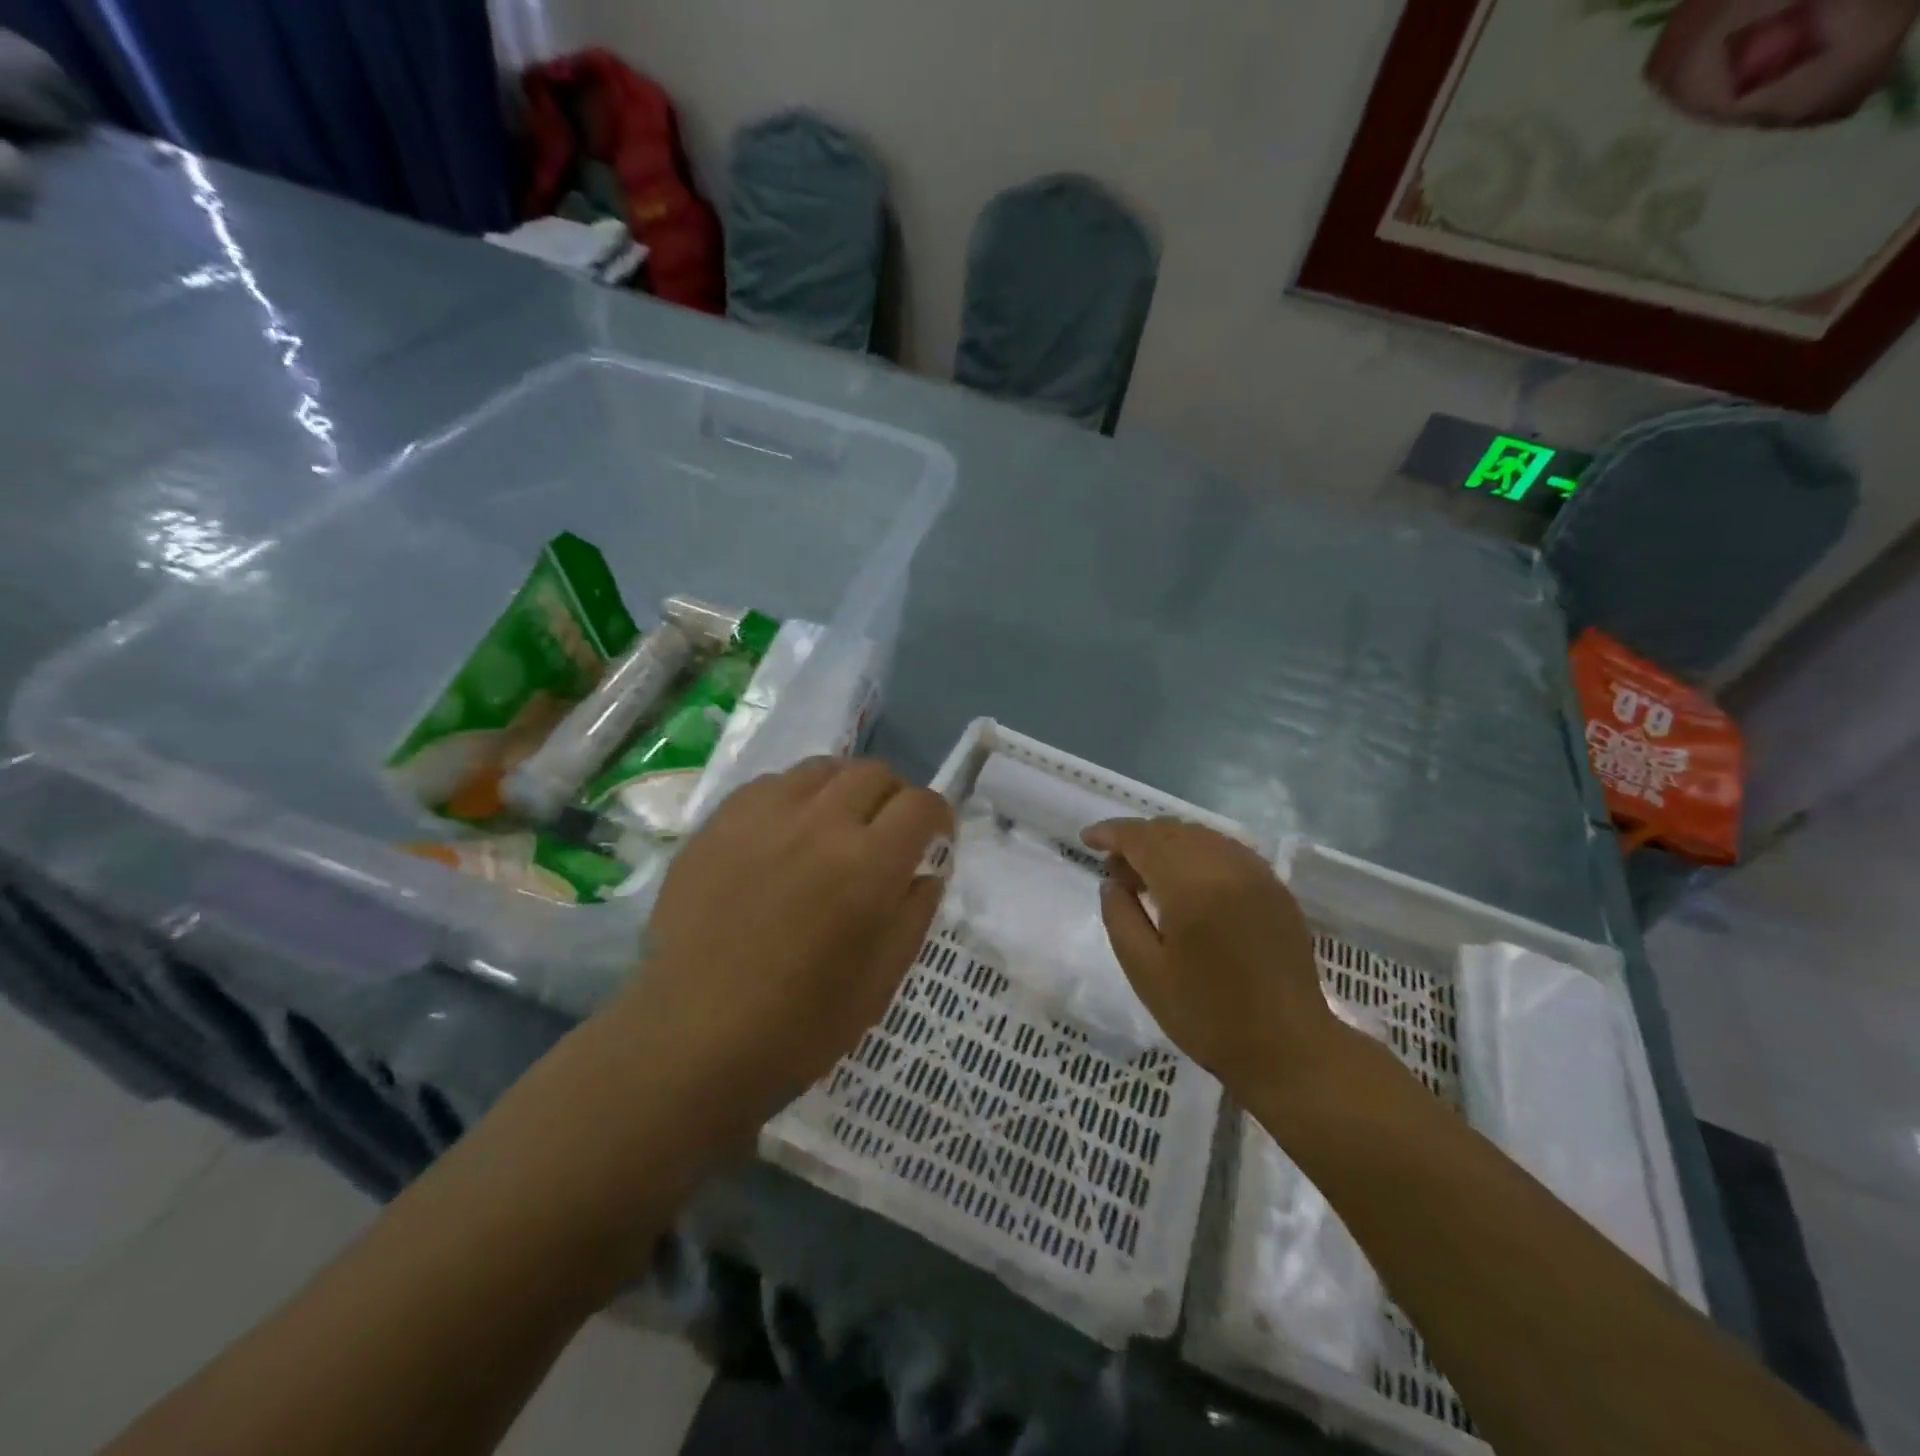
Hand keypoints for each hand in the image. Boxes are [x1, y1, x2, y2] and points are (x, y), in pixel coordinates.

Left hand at [617, 758, 953, 1135]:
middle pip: (874, 773)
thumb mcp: (881, 982)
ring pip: (822, 768)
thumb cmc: (798, 1025)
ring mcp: (762, 815)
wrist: (691, 1040)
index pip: (921, 804)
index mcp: (867, 864)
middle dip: (894, 797)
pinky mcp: (719, 822)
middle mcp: (819, 822)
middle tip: (886, 833)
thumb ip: (915, 913)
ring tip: (836, 825)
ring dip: (845, 789)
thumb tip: (927, 870)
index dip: (939, 817)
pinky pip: (771, 784)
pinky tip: (785, 835)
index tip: (934, 839)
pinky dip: (795, 797)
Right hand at [1082, 818, 1339, 1094]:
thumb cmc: (1207, 1016)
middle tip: (1115, 869)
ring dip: (1167, 843)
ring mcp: (1257, 873)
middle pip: (1171, 830)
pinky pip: (1226, 850)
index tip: (1086, 839)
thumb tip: (1112, 882)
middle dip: (1137, 838)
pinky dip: (1197, 853)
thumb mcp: (1145, 972)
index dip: (1111, 833)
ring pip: (1200, 836)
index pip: (1142, 838)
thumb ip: (1120, 917)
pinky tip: (1186, 882)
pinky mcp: (1275, 887)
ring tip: (1147, 876)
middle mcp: (1227, 866)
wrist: (1289, 1049)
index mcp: (1191, 885)